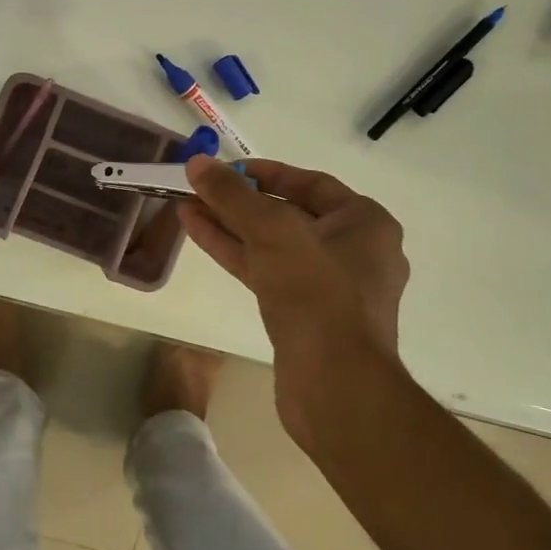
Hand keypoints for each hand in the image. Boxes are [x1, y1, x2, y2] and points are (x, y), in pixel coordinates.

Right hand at [177, 155, 410, 449]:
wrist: (336, 386)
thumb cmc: (317, 294)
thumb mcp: (272, 232)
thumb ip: (233, 195)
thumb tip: (199, 163)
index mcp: (364, 223)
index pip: (310, 183)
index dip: (264, 172)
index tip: (225, 169)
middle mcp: (352, 251)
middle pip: (287, 213)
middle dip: (239, 200)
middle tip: (198, 187)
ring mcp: (327, 286)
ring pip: (271, 244)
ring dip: (229, 225)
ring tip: (186, 206)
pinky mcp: (303, 314)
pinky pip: (265, 271)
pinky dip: (233, 252)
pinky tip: (198, 233)